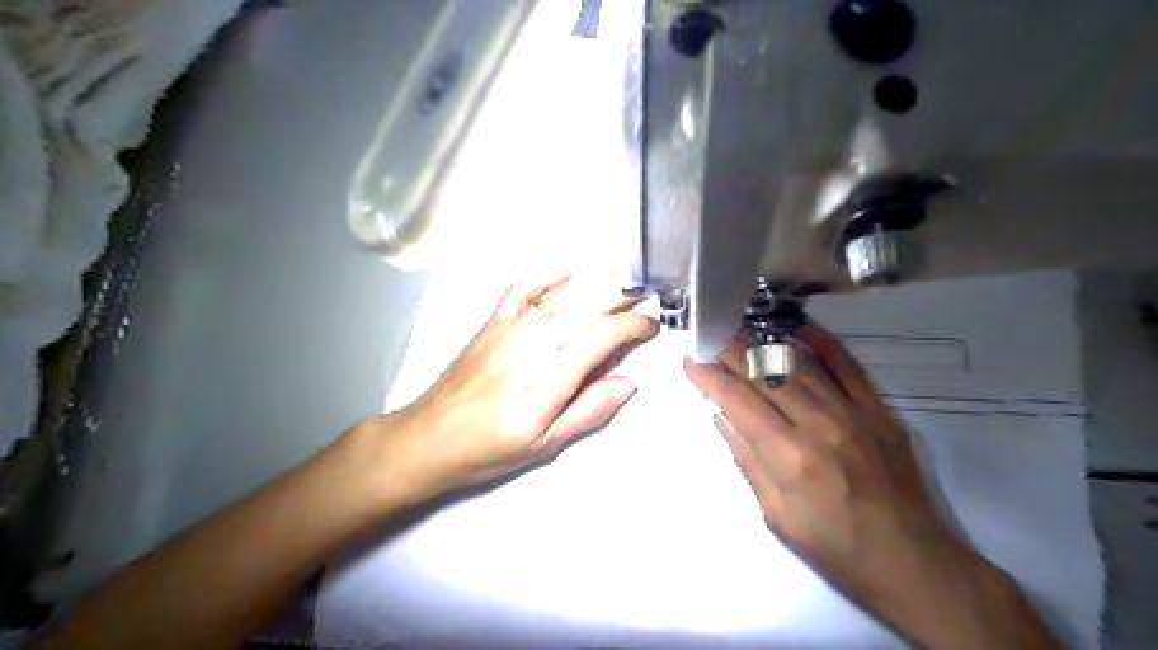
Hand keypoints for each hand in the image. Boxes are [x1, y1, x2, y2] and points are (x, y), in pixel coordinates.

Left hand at [376, 268, 655, 497]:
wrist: (429, 438)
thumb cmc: (490, 450)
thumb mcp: (546, 443)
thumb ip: (589, 411)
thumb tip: (628, 382)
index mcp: (550, 379)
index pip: (602, 336)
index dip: (633, 325)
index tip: (651, 325)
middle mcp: (532, 346)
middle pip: (585, 306)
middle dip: (621, 296)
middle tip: (644, 296)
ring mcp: (508, 330)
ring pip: (559, 295)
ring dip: (594, 282)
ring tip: (620, 279)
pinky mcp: (490, 324)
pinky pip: (519, 289)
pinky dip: (544, 276)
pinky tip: (565, 271)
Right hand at [681, 326, 989, 633]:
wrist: (913, 563)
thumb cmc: (835, 548)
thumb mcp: (776, 515)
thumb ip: (748, 461)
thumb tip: (722, 417)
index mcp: (788, 455)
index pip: (738, 400)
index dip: (709, 376)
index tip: (690, 360)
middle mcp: (818, 424)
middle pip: (765, 374)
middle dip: (730, 351)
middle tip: (708, 336)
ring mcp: (853, 412)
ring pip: (800, 364)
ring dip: (766, 345)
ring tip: (741, 332)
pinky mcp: (879, 410)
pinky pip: (849, 366)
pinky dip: (823, 344)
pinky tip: (800, 329)